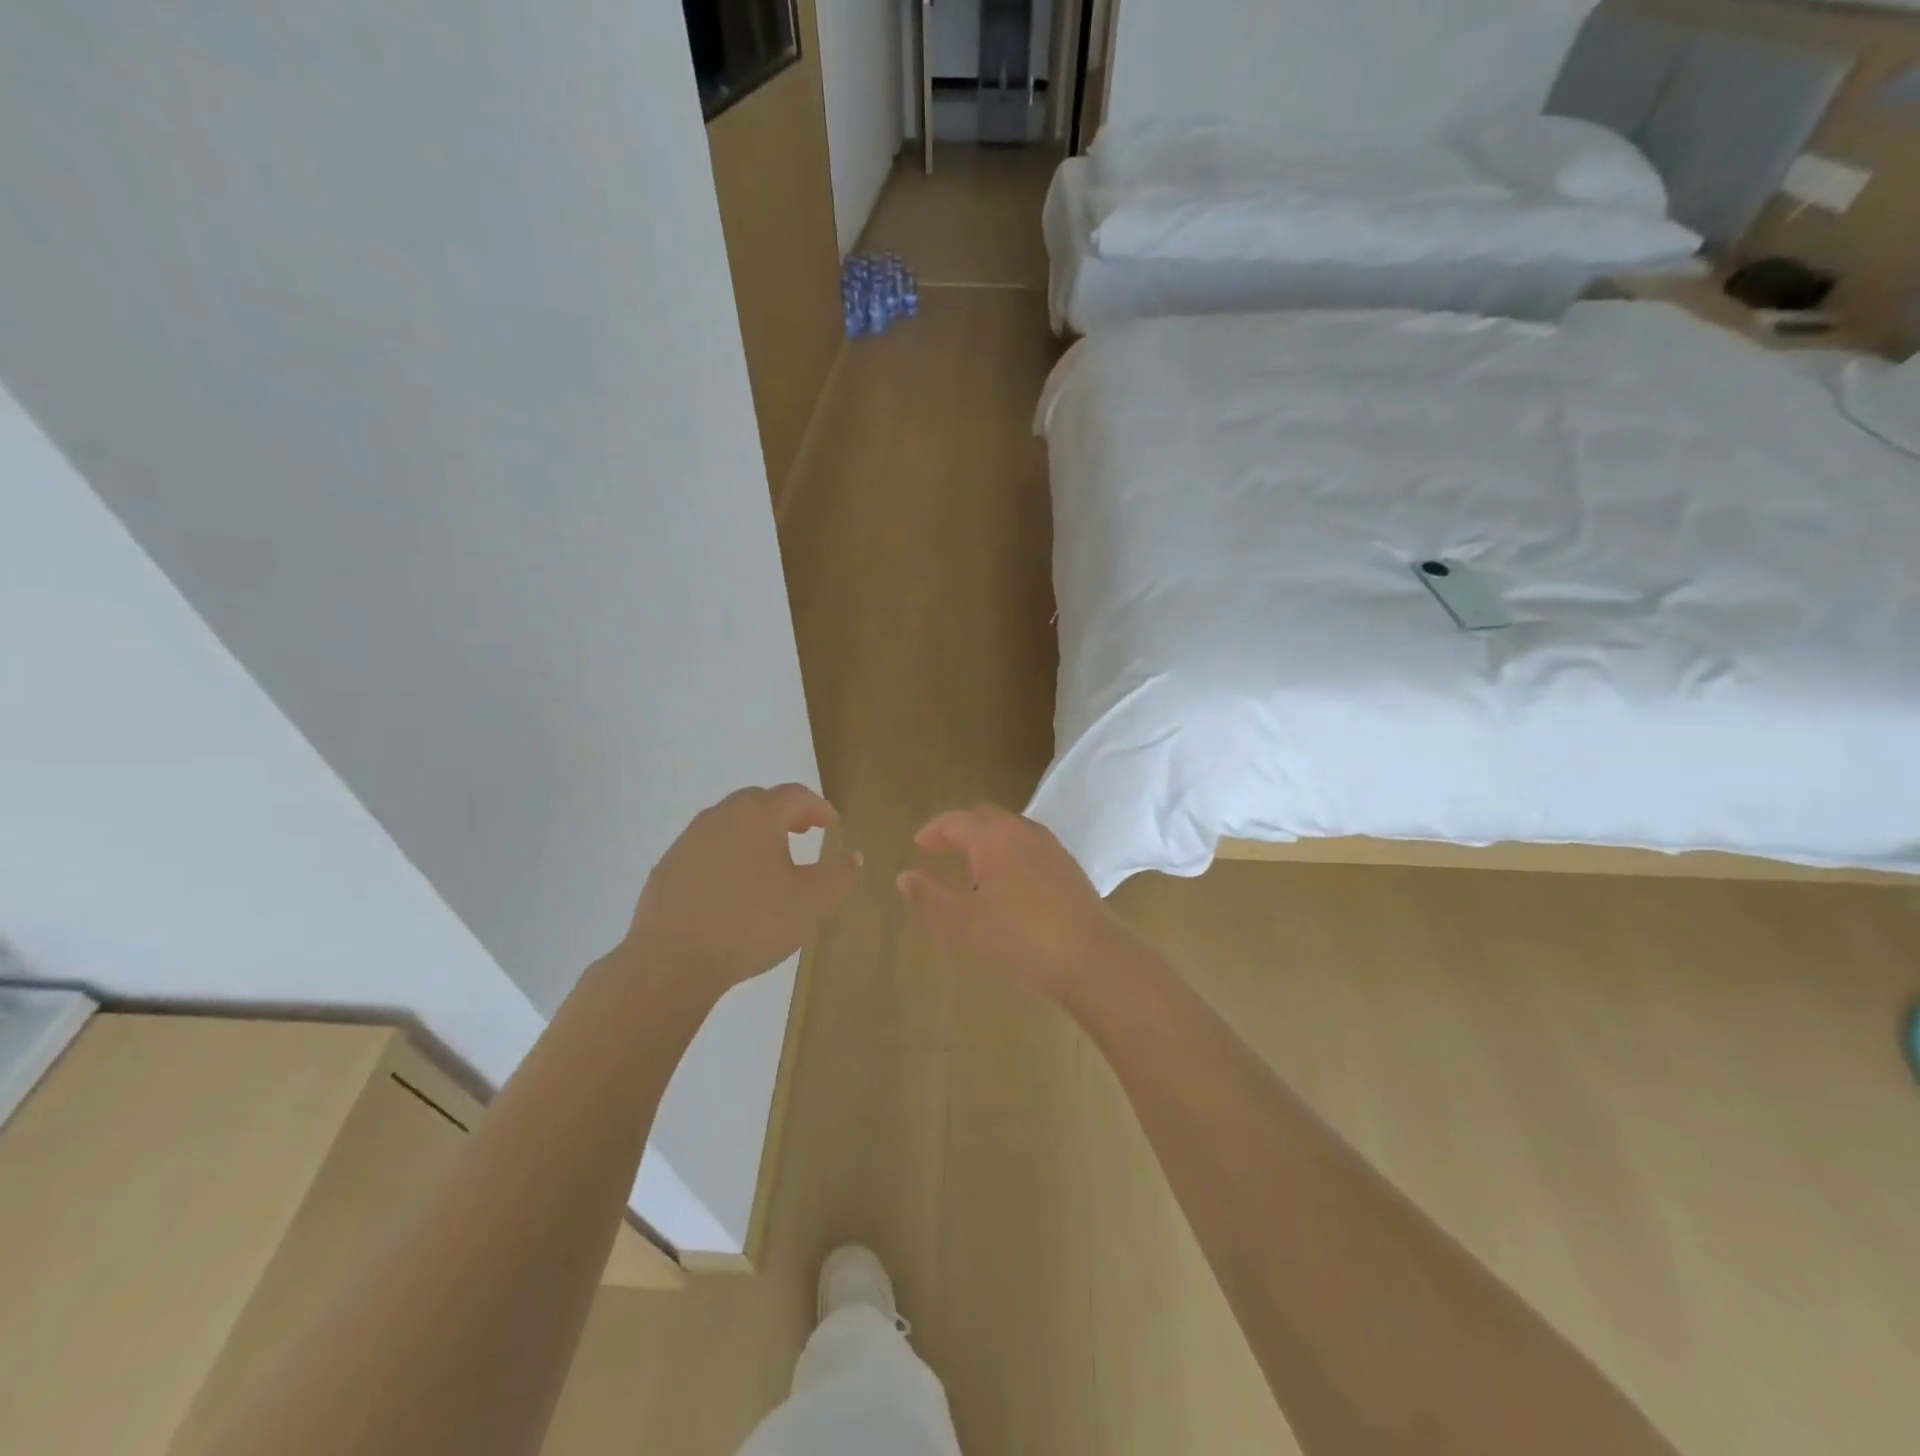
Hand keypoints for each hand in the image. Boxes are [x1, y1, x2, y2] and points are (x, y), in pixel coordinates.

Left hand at [628, 784, 861, 991]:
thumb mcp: (811, 902)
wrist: (671, 960)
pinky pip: (706, 849)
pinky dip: (727, 855)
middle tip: (804, 832)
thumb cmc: (751, 924)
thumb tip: (852, 855)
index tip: (832, 825)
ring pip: (729, 823)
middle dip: (785, 813)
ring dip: (754, 833)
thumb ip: (838, 874)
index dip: (818, 807)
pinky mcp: (667, 867)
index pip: (795, 795)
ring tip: (770, 860)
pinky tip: (733, 887)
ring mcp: (689, 841)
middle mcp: (721, 816)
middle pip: (759, 802)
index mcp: (758, 816)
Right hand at [896, 805, 1133, 1001]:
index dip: (933, 831)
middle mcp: (1021, 831)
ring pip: (1009, 831)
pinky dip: (1008, 853)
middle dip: (959, 831)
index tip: (918, 846)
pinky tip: (1007, 884)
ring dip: (985, 842)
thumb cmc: (1018, 935)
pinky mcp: (1067, 865)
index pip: (955, 821)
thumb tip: (904, 876)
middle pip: (984, 818)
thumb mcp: (963, 921)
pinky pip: (1028, 847)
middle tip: (940, 851)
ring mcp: (1049, 846)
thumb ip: (930, 896)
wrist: (1090, 955)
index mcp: (992, 836)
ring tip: (971, 869)